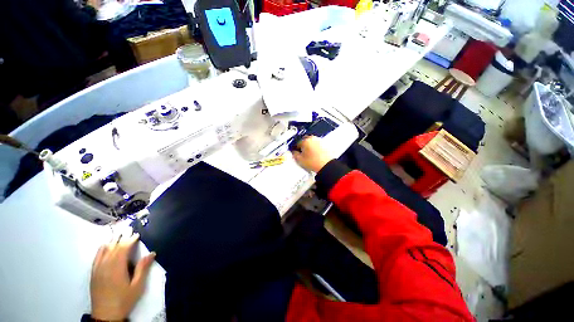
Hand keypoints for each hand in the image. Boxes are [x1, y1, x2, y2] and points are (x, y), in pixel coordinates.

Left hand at [90, 232, 155, 320]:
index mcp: (117, 268)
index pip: (123, 249)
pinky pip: (97, 257)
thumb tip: (152, 253)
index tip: (137, 234)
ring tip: (118, 234)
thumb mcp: (137, 286)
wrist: (106, 315)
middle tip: (129, 230)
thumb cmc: (124, 300)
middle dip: (122, 238)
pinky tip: (105, 245)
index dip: (130, 240)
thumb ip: (143, 269)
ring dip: (112, 241)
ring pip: (104, 251)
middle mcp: (105, 266)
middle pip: (114, 248)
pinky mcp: (93, 273)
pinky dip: (102, 249)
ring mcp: (97, 269)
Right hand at [292, 136, 333, 172]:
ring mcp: (319, 141)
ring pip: (311, 143)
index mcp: (305, 141)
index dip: (295, 149)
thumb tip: (294, 152)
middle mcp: (313, 139)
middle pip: (304, 141)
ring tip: (309, 156)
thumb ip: (294, 154)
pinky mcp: (325, 145)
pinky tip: (315, 156)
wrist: (327, 166)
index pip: (297, 143)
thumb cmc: (314, 163)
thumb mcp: (299, 160)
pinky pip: (317, 145)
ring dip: (309, 147)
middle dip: (302, 147)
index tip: (296, 153)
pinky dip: (315, 149)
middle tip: (302, 154)